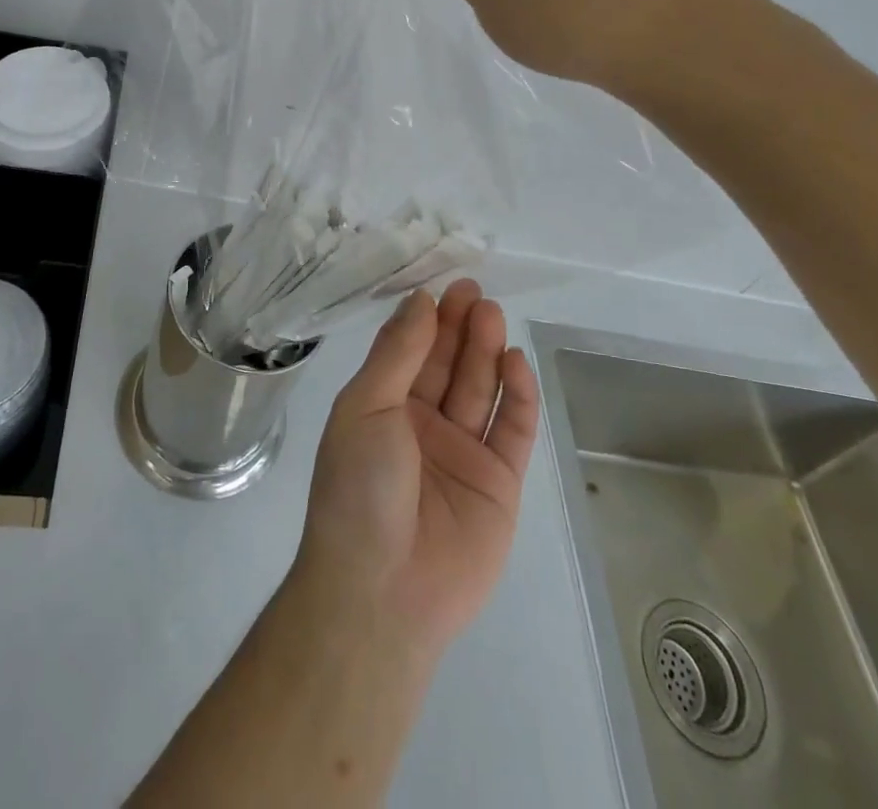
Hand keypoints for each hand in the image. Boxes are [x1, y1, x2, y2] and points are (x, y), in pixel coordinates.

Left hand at [293, 280, 538, 658]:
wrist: (382, 591)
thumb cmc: (359, 487)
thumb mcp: (366, 408)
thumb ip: (398, 354)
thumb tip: (421, 300)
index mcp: (383, 406)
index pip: (410, 350)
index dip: (428, 318)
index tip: (445, 285)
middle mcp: (422, 424)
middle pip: (448, 364)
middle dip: (460, 327)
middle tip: (475, 292)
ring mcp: (462, 452)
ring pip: (479, 389)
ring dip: (487, 351)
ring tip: (492, 314)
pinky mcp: (499, 483)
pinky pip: (512, 429)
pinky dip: (518, 395)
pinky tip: (516, 360)